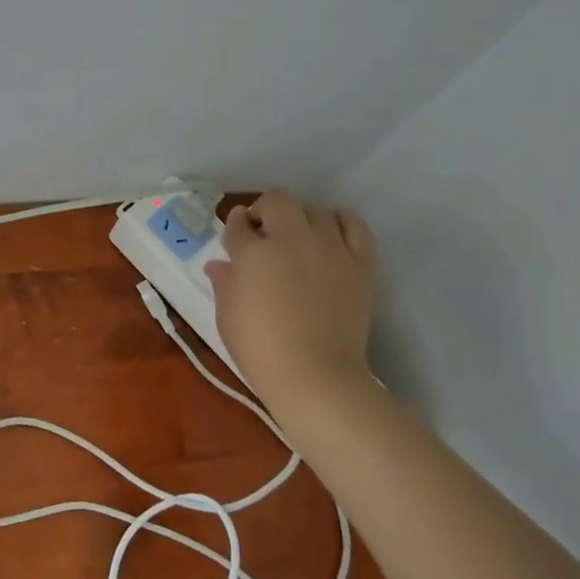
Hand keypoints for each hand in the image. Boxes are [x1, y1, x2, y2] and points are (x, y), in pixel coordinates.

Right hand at [208, 191, 376, 403]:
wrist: (316, 377)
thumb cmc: (261, 351)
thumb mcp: (228, 317)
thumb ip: (224, 283)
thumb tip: (219, 265)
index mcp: (253, 254)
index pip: (239, 224)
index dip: (235, 226)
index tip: (237, 234)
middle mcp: (292, 240)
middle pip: (277, 201)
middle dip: (265, 211)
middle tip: (263, 233)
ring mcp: (330, 248)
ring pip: (316, 210)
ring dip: (302, 219)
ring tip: (299, 239)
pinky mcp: (360, 262)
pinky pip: (354, 225)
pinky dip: (340, 223)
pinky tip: (331, 234)